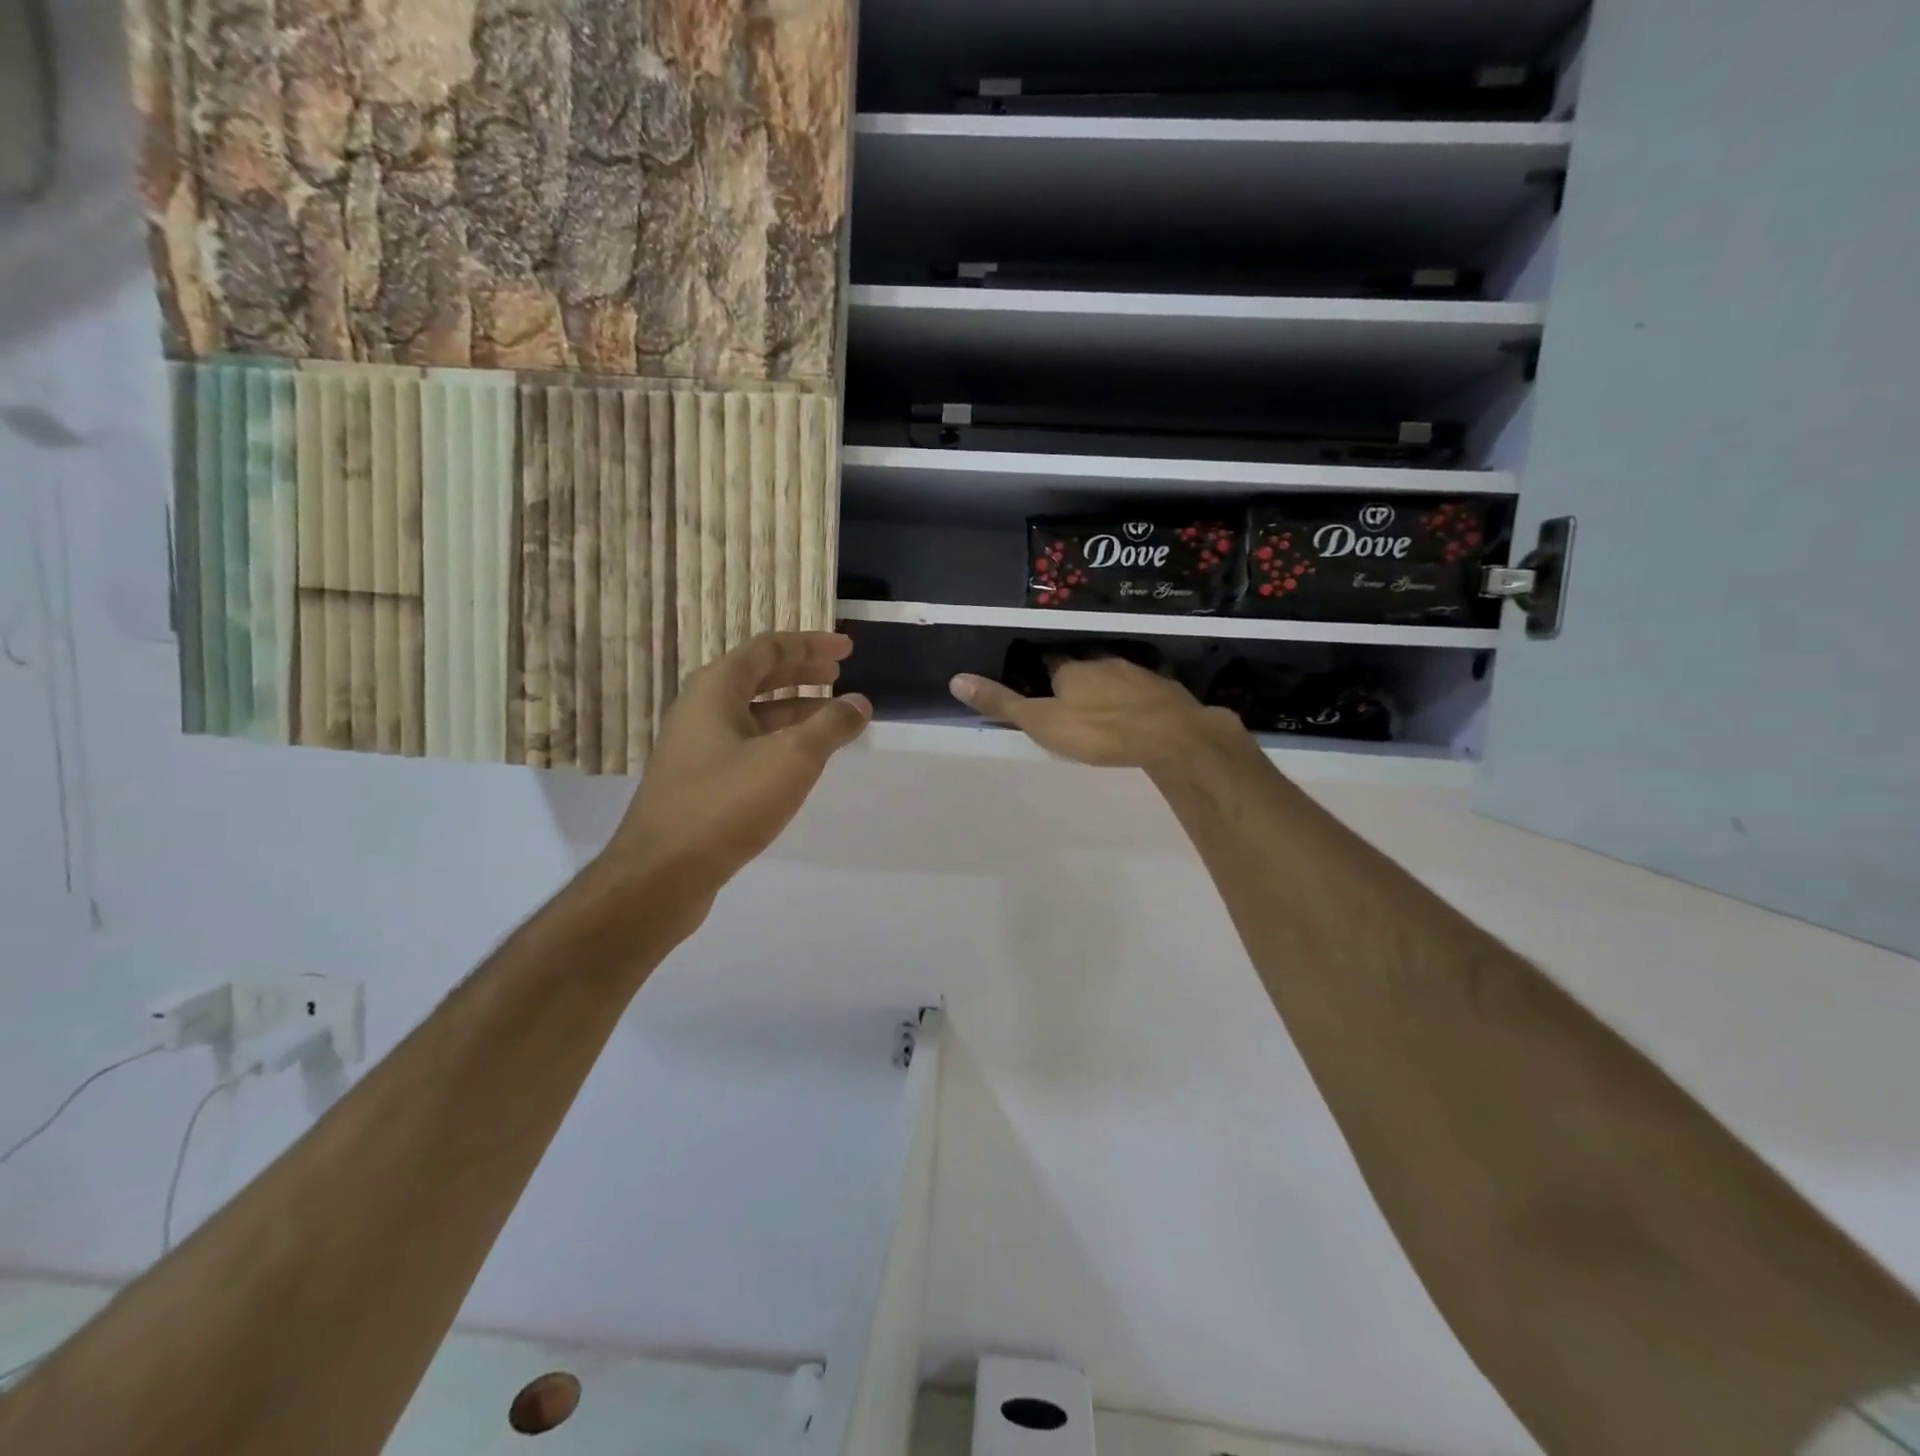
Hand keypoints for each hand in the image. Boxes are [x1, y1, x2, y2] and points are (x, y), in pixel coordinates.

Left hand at [606, 632, 870, 913]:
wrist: (661, 875)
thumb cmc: (726, 804)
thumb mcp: (791, 758)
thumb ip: (830, 726)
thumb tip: (859, 703)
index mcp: (715, 689)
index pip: (768, 649)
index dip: (810, 644)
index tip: (846, 649)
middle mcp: (700, 710)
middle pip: (757, 677)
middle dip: (801, 672)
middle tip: (839, 674)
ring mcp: (696, 748)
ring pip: (752, 714)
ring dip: (793, 709)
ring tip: (831, 717)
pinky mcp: (699, 782)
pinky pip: (746, 745)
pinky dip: (778, 741)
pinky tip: (801, 761)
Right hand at [949, 655, 1244, 768]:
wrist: (1169, 735)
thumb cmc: (1098, 730)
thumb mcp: (1042, 722)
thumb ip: (1003, 704)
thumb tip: (956, 679)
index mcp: (1071, 669)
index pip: (1051, 660)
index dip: (1043, 668)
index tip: (1038, 677)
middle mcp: (1103, 662)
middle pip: (1085, 663)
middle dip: (1078, 673)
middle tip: (1070, 692)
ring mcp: (1138, 673)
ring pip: (1115, 673)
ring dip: (1107, 683)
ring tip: (1101, 700)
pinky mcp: (1165, 689)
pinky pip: (1145, 688)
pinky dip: (1137, 695)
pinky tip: (1138, 709)